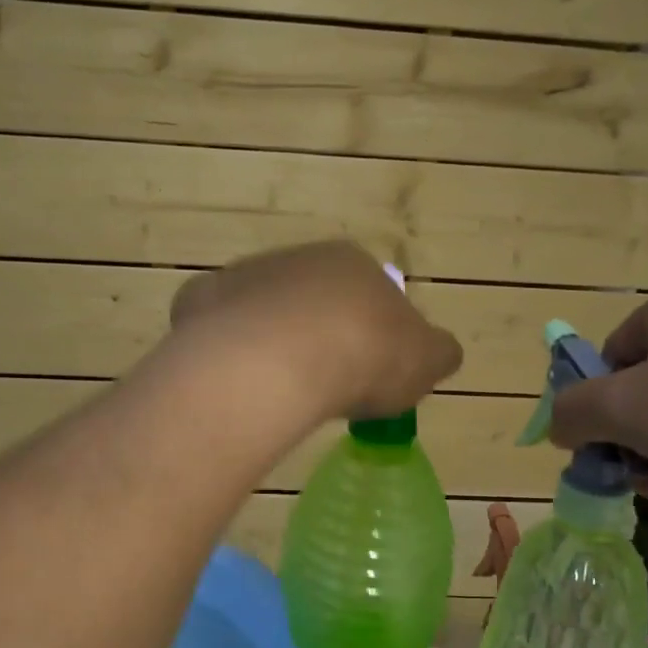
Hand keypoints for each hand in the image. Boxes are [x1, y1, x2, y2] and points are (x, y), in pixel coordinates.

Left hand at [171, 242, 462, 421]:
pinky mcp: (203, 300)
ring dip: (273, 341)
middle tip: (324, 382)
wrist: (280, 359)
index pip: (370, 295)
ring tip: (279, 388)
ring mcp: (246, 276)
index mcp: (354, 263)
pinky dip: (229, 350)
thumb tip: (444, 352)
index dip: (372, 335)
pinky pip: (220, 329)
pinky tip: (237, 381)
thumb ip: (438, 353)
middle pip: (313, 300)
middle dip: (320, 335)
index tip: (368, 373)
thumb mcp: (425, 362)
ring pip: (265, 311)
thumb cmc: (364, 355)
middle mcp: (298, 258)